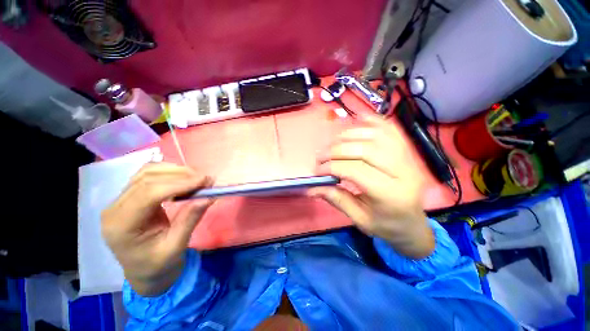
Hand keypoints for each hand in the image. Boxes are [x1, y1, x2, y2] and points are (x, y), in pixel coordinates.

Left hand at [101, 163, 213, 296]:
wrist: (143, 277)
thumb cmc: (157, 271)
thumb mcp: (174, 250)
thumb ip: (188, 221)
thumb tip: (208, 196)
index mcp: (121, 226)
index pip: (147, 193)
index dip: (176, 183)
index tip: (203, 180)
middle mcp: (113, 209)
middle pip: (144, 179)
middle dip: (176, 175)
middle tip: (204, 178)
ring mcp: (116, 202)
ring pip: (143, 174)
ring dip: (171, 172)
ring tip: (194, 178)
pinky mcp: (123, 199)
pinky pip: (142, 180)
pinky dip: (163, 176)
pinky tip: (179, 180)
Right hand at [313, 113, 434, 258]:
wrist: (413, 224)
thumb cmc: (387, 226)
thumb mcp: (361, 220)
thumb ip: (337, 200)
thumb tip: (311, 187)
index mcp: (391, 195)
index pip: (357, 171)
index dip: (333, 167)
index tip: (317, 171)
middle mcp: (403, 172)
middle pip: (366, 149)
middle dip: (338, 150)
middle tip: (321, 157)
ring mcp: (408, 158)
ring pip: (377, 135)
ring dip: (351, 134)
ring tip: (334, 143)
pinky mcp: (409, 151)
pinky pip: (391, 129)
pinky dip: (373, 121)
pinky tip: (358, 122)